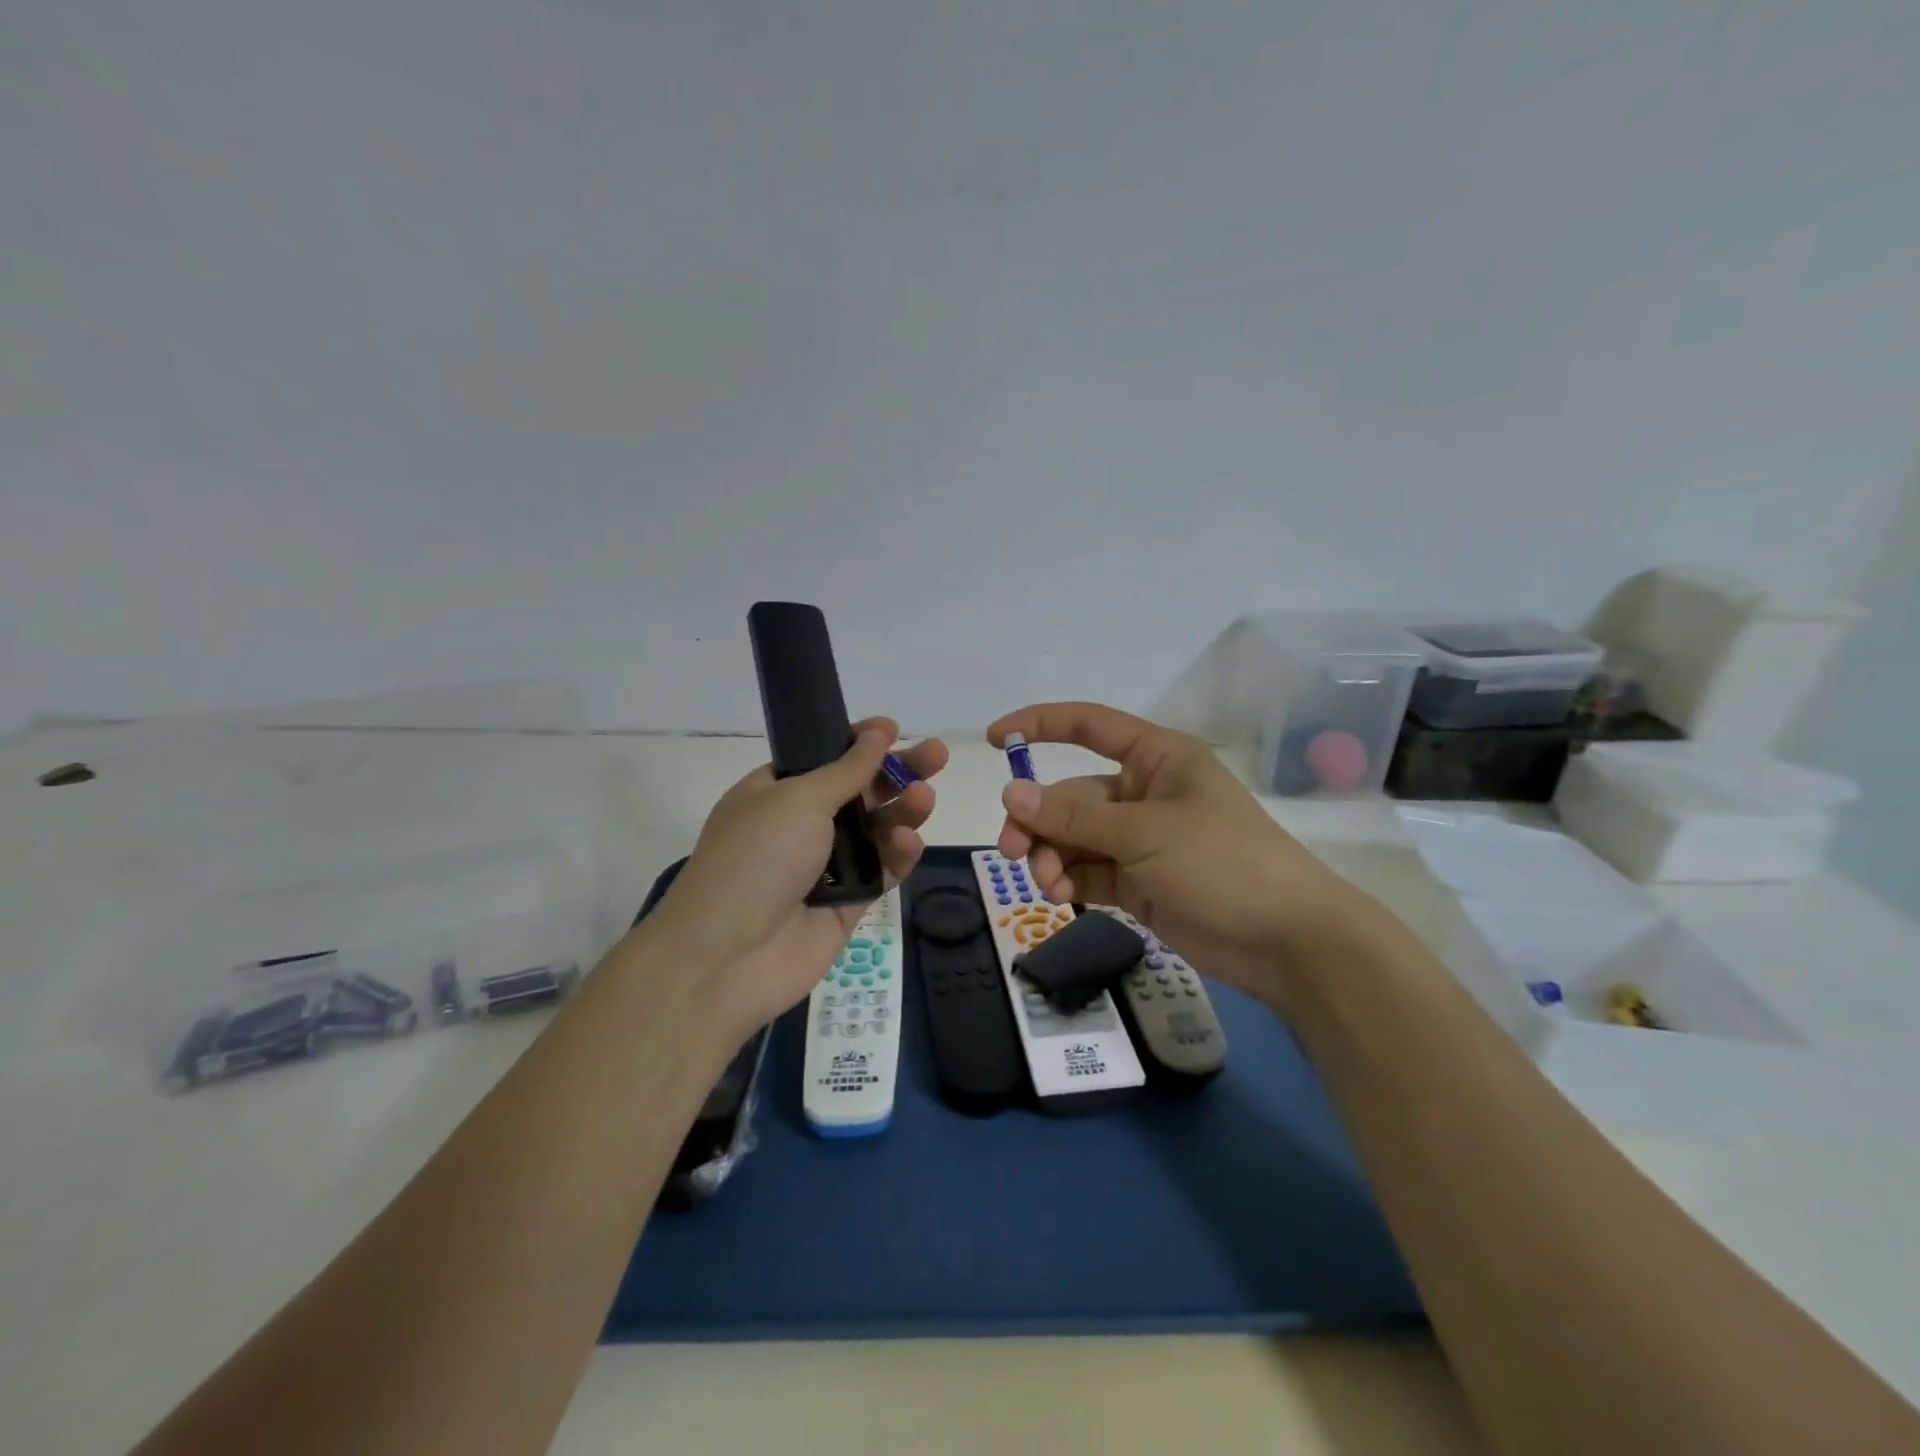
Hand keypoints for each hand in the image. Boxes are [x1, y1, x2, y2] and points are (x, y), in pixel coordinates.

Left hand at [653, 720, 947, 1029]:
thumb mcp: (797, 799)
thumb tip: (878, 733)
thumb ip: (846, 769)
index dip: (860, 742)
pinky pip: (884, 869)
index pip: (825, 757)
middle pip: (862, 789)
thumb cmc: (755, 859)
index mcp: (777, 792)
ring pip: (879, 828)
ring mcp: (828, 864)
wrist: (729, 957)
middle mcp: (803, 824)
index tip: (893, 729)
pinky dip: (899, 853)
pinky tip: (909, 841)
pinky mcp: (851, 901)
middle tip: (937, 755)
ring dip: (903, 809)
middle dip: (899, 771)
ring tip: (924, 798)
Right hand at [989, 702, 1359, 1008]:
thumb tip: (1010, 793)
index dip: (1040, 724)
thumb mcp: (1144, 832)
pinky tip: (1063, 896)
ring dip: (1052, 856)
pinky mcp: (1137, 881)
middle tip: (1013, 849)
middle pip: (1072, 795)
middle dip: (1041, 821)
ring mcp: (1139, 840)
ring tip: (1049, 884)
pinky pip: (1088, 871)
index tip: (995, 738)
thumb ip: (1074, 815)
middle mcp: (1143, 793)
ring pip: (1074, 838)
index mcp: (1155, 759)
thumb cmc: (1223, 863)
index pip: (1088, 726)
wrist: (1287, 941)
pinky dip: (1070, 881)